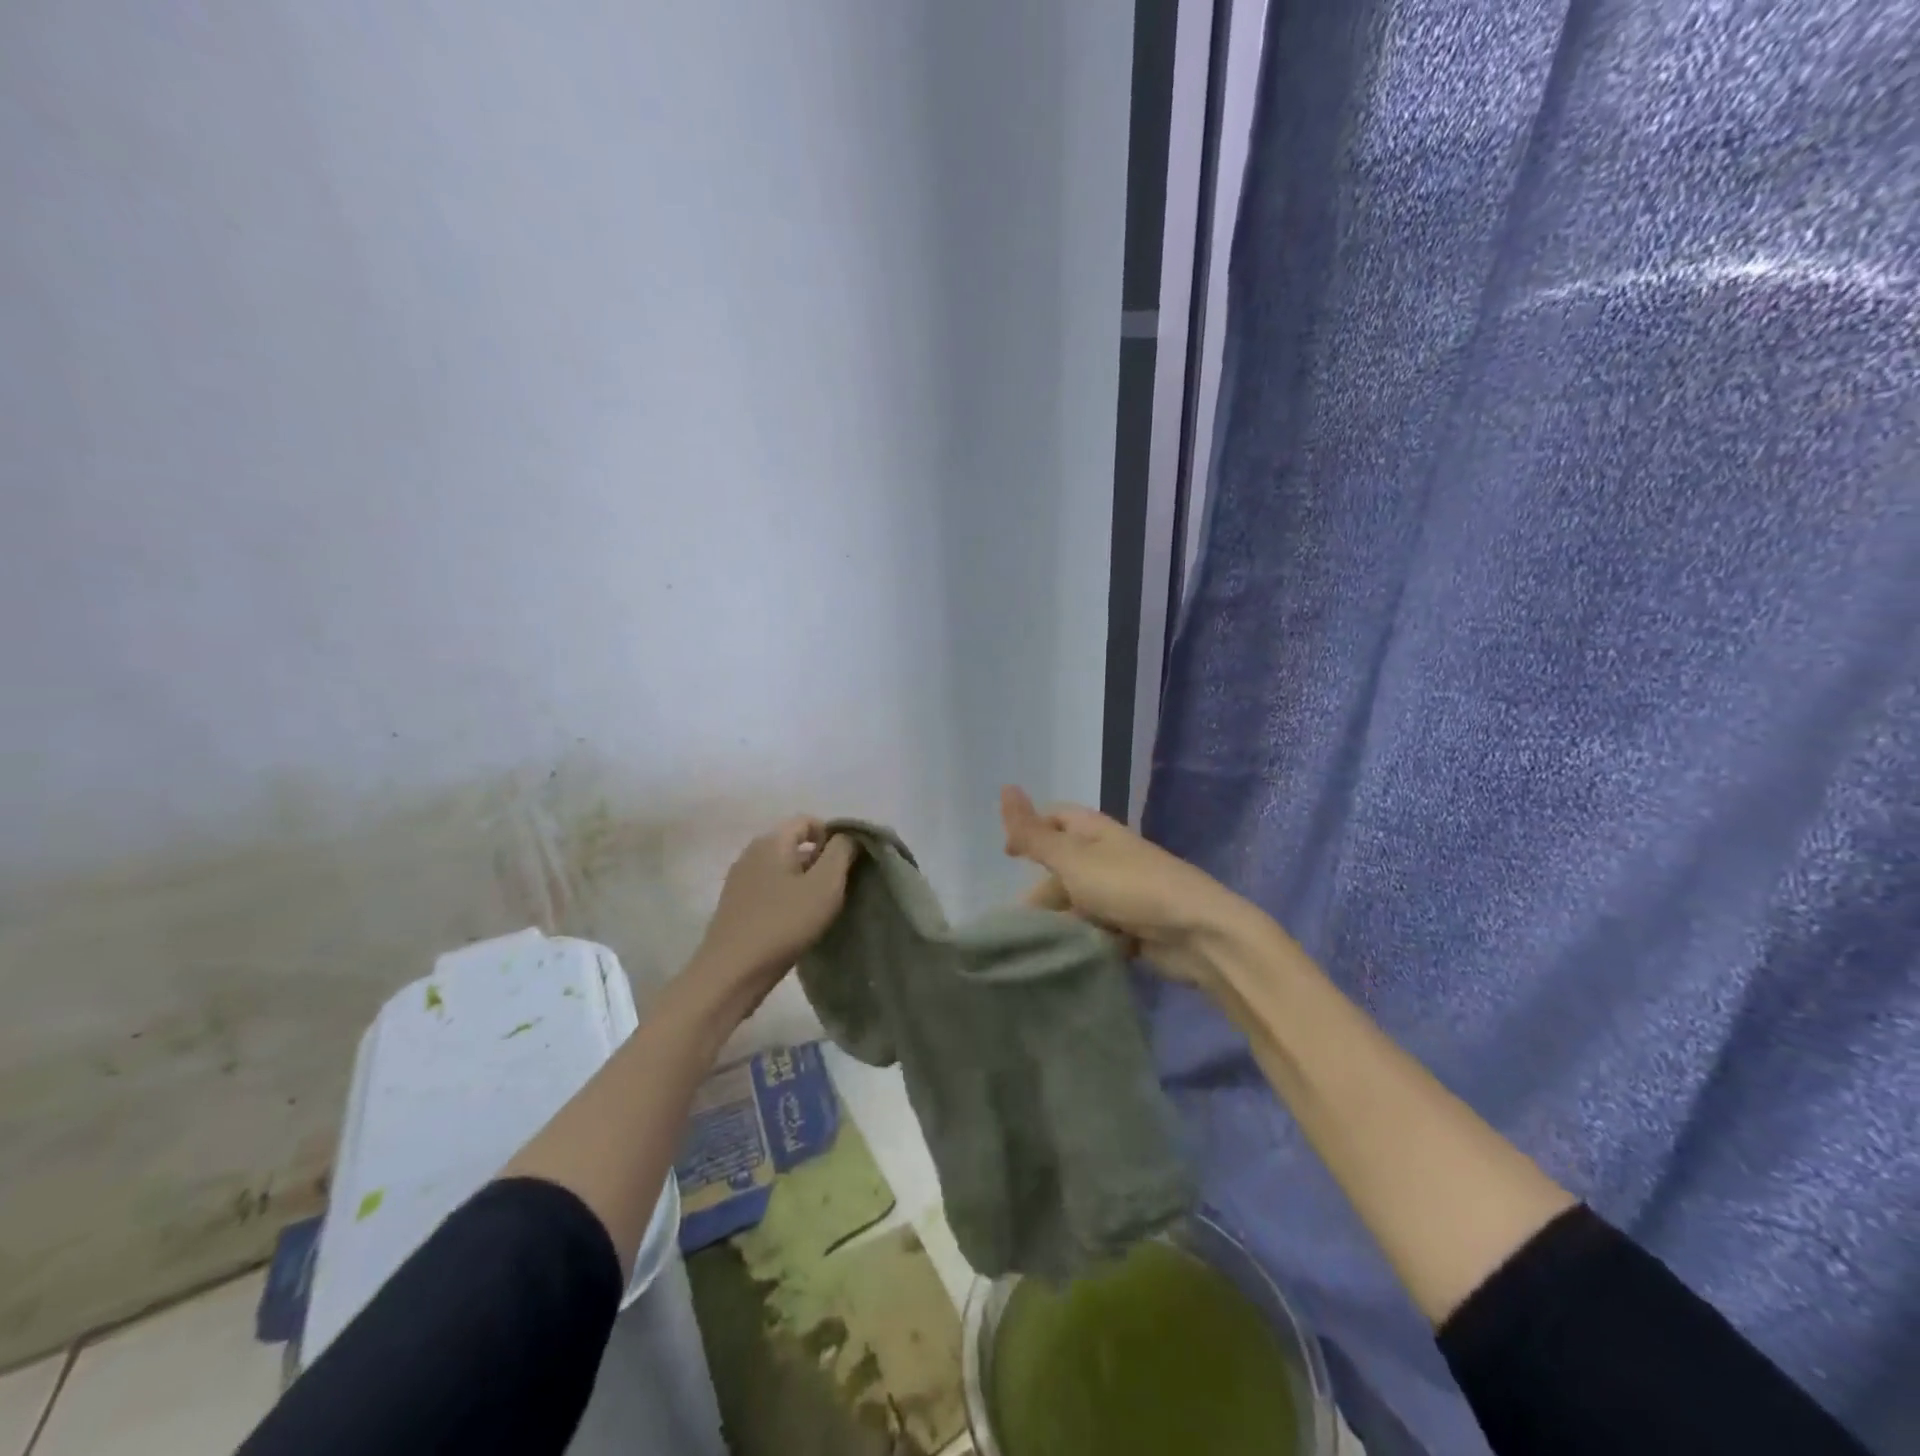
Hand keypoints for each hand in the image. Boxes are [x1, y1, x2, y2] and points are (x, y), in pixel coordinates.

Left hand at [691, 817, 857, 1016]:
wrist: (732, 972)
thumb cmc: (784, 923)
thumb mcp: (825, 884)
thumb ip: (841, 852)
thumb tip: (847, 837)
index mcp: (772, 841)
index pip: (808, 821)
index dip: (832, 836)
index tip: (847, 865)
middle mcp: (751, 853)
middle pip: (794, 844)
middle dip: (820, 861)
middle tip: (837, 890)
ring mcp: (739, 880)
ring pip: (782, 869)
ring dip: (804, 882)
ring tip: (819, 909)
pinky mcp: (735, 905)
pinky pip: (769, 889)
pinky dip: (786, 898)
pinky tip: (795, 923)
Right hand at [999, 786, 1247, 986]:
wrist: (1197, 933)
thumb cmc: (1130, 887)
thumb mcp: (1073, 859)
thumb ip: (1034, 833)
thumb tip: (1004, 787)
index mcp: (1095, 832)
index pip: (1056, 817)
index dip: (1030, 830)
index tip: (1007, 856)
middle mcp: (1108, 857)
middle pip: (1064, 865)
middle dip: (1041, 887)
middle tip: (1019, 917)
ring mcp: (1123, 892)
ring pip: (1079, 900)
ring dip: (1060, 918)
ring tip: (1038, 943)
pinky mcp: (1133, 926)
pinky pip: (1097, 927)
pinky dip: (1083, 938)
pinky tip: (1067, 954)